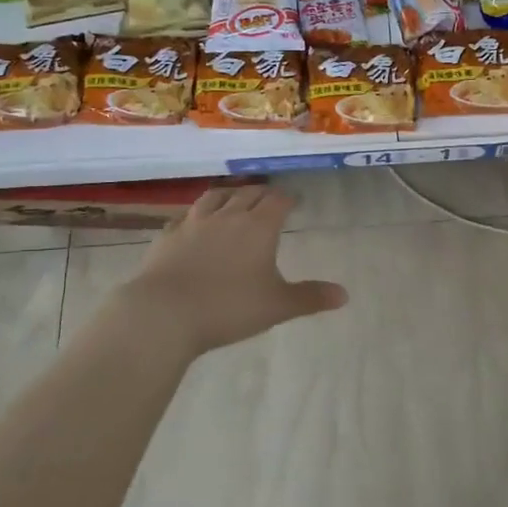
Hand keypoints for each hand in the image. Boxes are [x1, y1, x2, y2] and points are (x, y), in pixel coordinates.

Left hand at [114, 188, 347, 356]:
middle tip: (269, 198)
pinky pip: (185, 216)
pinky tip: (194, 223)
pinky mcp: (167, 236)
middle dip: (262, 193)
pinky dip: (196, 215)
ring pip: (215, 197)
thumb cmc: (228, 307)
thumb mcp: (277, 306)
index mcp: (259, 227)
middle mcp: (228, 216)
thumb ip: (310, 298)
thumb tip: (344, 295)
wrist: (163, 313)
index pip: (278, 200)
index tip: (294, 200)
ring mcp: (194, 223)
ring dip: (229, 194)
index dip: (288, 198)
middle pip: (248, 193)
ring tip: (234, 197)